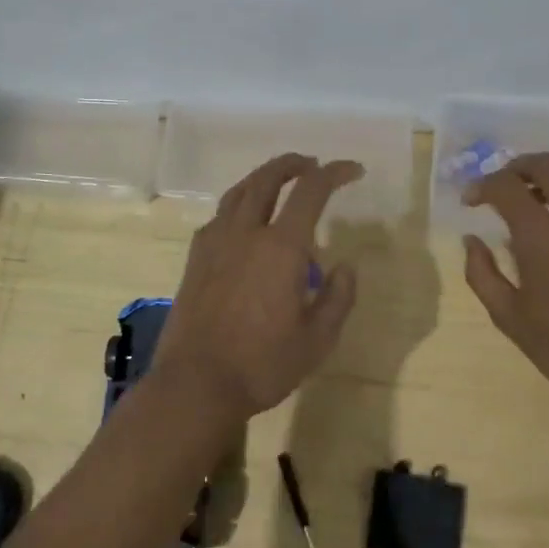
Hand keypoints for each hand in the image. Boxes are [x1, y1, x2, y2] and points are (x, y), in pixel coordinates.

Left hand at [154, 154, 363, 420]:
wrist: (196, 383)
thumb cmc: (263, 364)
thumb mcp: (317, 340)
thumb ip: (338, 298)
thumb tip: (344, 266)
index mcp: (280, 247)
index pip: (311, 191)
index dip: (335, 173)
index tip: (353, 170)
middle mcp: (245, 232)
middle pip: (267, 178)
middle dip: (292, 164)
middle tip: (311, 164)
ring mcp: (215, 242)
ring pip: (239, 192)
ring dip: (263, 178)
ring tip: (279, 181)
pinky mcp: (195, 258)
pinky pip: (220, 215)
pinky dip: (239, 203)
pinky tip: (244, 221)